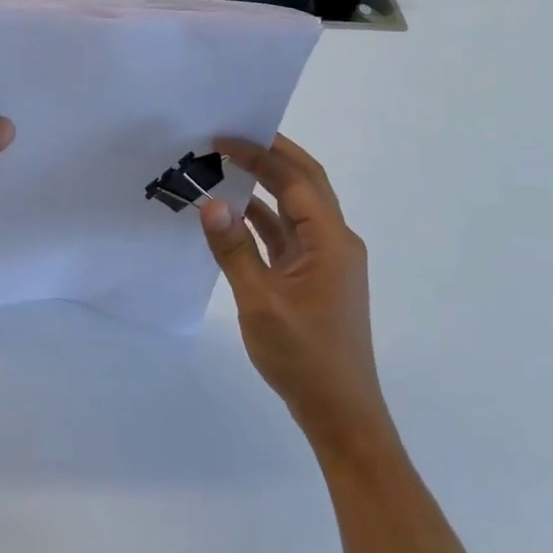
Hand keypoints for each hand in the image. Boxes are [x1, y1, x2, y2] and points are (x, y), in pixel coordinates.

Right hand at [199, 135, 393, 458]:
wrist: (340, 415)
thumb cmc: (304, 357)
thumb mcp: (261, 302)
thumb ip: (234, 250)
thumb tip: (211, 202)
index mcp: (331, 240)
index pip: (294, 180)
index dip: (259, 154)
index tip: (221, 138)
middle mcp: (334, 241)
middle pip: (303, 183)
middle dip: (269, 155)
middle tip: (229, 137)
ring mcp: (325, 260)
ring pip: (295, 207)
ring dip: (265, 185)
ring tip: (225, 166)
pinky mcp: (313, 277)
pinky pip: (287, 234)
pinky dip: (262, 218)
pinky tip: (233, 213)